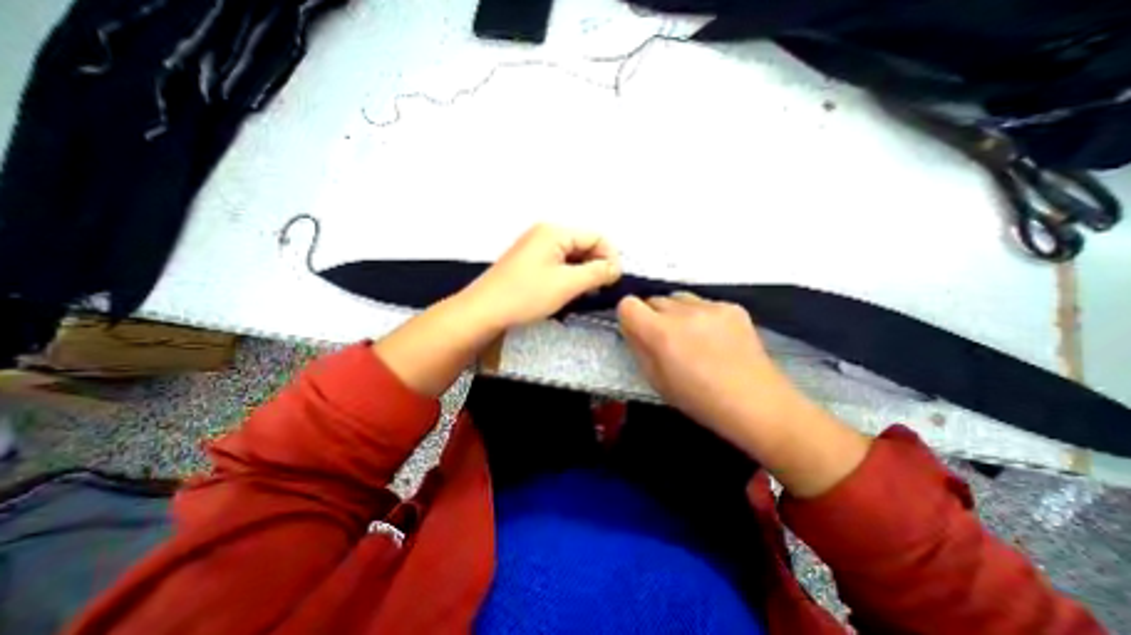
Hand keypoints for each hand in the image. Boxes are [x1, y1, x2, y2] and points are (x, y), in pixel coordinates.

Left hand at [456, 223, 618, 332]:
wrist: (483, 311)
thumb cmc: (526, 295)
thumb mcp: (567, 284)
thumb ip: (597, 273)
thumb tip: (616, 268)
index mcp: (554, 232)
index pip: (596, 237)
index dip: (610, 257)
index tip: (614, 281)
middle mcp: (545, 234)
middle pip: (584, 245)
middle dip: (596, 266)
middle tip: (601, 290)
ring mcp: (535, 248)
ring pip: (571, 257)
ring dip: (583, 273)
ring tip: (586, 294)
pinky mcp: (529, 262)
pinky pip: (558, 264)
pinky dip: (569, 277)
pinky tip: (570, 292)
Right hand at [617, 291, 867, 498]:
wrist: (758, 404)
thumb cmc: (700, 400)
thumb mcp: (656, 380)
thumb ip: (638, 347)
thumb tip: (631, 327)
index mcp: (661, 333)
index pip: (628, 304)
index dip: (628, 316)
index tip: (636, 330)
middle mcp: (684, 312)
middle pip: (653, 299)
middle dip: (652, 315)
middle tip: (665, 339)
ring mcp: (711, 306)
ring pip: (678, 298)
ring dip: (675, 313)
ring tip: (691, 336)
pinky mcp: (732, 307)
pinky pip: (703, 303)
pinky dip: (700, 315)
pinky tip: (714, 337)